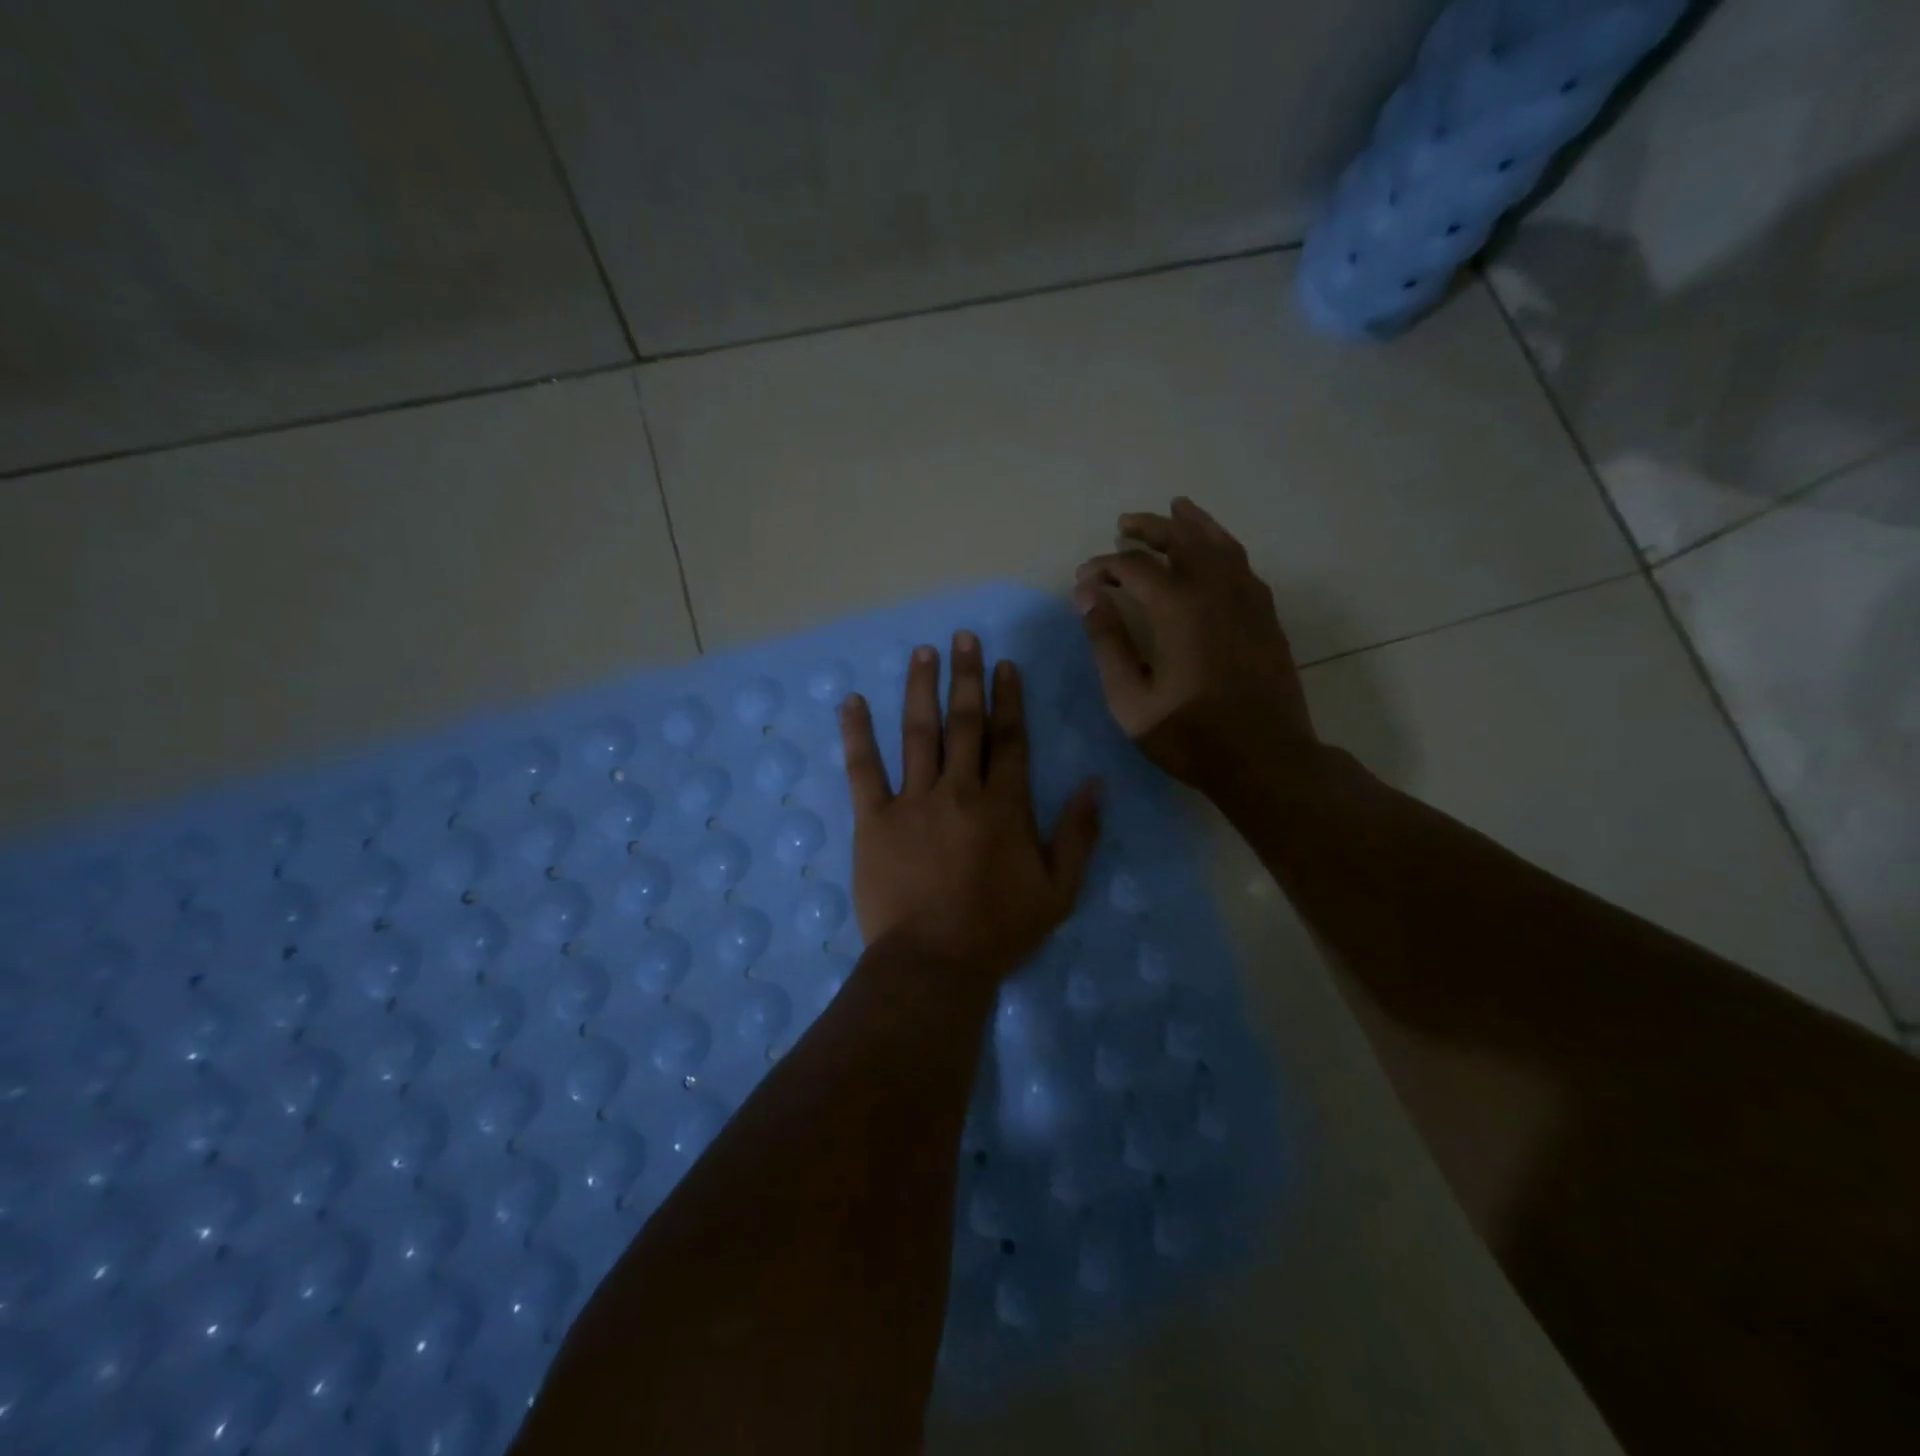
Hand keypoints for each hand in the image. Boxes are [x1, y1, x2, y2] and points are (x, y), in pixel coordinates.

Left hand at [839, 631, 1100, 984]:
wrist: (934, 963)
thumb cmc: (999, 930)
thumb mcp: (1058, 890)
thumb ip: (1078, 834)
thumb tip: (1094, 783)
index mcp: (1004, 805)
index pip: (1010, 738)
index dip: (1008, 698)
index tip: (1004, 665)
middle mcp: (959, 790)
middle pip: (965, 723)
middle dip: (966, 677)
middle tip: (963, 638)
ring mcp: (913, 801)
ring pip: (918, 733)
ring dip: (920, 689)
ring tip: (923, 652)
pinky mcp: (874, 820)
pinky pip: (863, 769)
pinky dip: (857, 734)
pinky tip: (852, 702)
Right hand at [1073, 497, 1318, 789]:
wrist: (1266, 759)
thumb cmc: (1190, 735)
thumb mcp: (1131, 699)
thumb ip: (1108, 643)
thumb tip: (1089, 597)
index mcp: (1178, 608)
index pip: (1134, 567)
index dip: (1104, 567)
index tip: (1084, 580)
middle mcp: (1215, 590)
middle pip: (1181, 539)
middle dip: (1149, 527)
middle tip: (1124, 525)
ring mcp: (1247, 599)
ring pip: (1219, 543)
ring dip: (1192, 524)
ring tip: (1175, 508)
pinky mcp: (1266, 614)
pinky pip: (1242, 563)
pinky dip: (1222, 545)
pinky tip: (1213, 550)